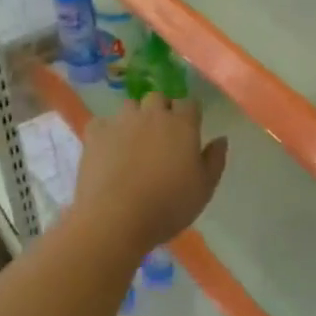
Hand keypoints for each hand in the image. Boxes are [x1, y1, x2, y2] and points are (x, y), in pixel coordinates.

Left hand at [69, 94, 227, 256]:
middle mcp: (152, 115)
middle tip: (162, 135)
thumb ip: (215, 160)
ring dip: (135, 117)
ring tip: (134, 141)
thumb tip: (221, 138)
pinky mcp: (95, 134)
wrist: (116, 217)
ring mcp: (121, 122)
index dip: (190, 114)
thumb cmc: (168, 205)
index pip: (190, 103)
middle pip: (158, 98)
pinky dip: (107, 132)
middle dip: (162, 110)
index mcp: (182, 125)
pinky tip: (108, 150)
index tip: (190, 130)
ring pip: (130, 106)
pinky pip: (102, 123)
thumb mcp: (204, 188)